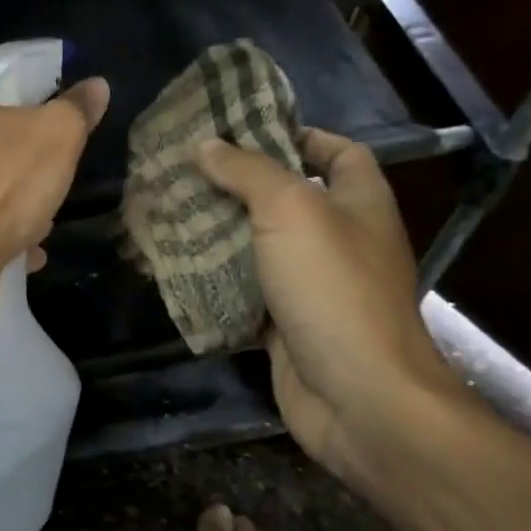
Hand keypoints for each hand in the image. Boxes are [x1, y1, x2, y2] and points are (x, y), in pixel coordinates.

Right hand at [196, 129, 464, 486]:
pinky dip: (218, 286)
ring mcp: (315, 289)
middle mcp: (342, 241)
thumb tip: (206, 146)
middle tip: (185, 175)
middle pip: (289, 200)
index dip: (298, 135)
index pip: (339, 152)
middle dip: (239, 187)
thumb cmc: (333, 290)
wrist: (360, 399)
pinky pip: (248, 296)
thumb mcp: (290, 211)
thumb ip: (248, 172)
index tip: (242, 132)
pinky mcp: (289, 328)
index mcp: (360, 203)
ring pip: (262, 251)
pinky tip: (177, 273)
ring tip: (170, 217)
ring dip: (221, 237)